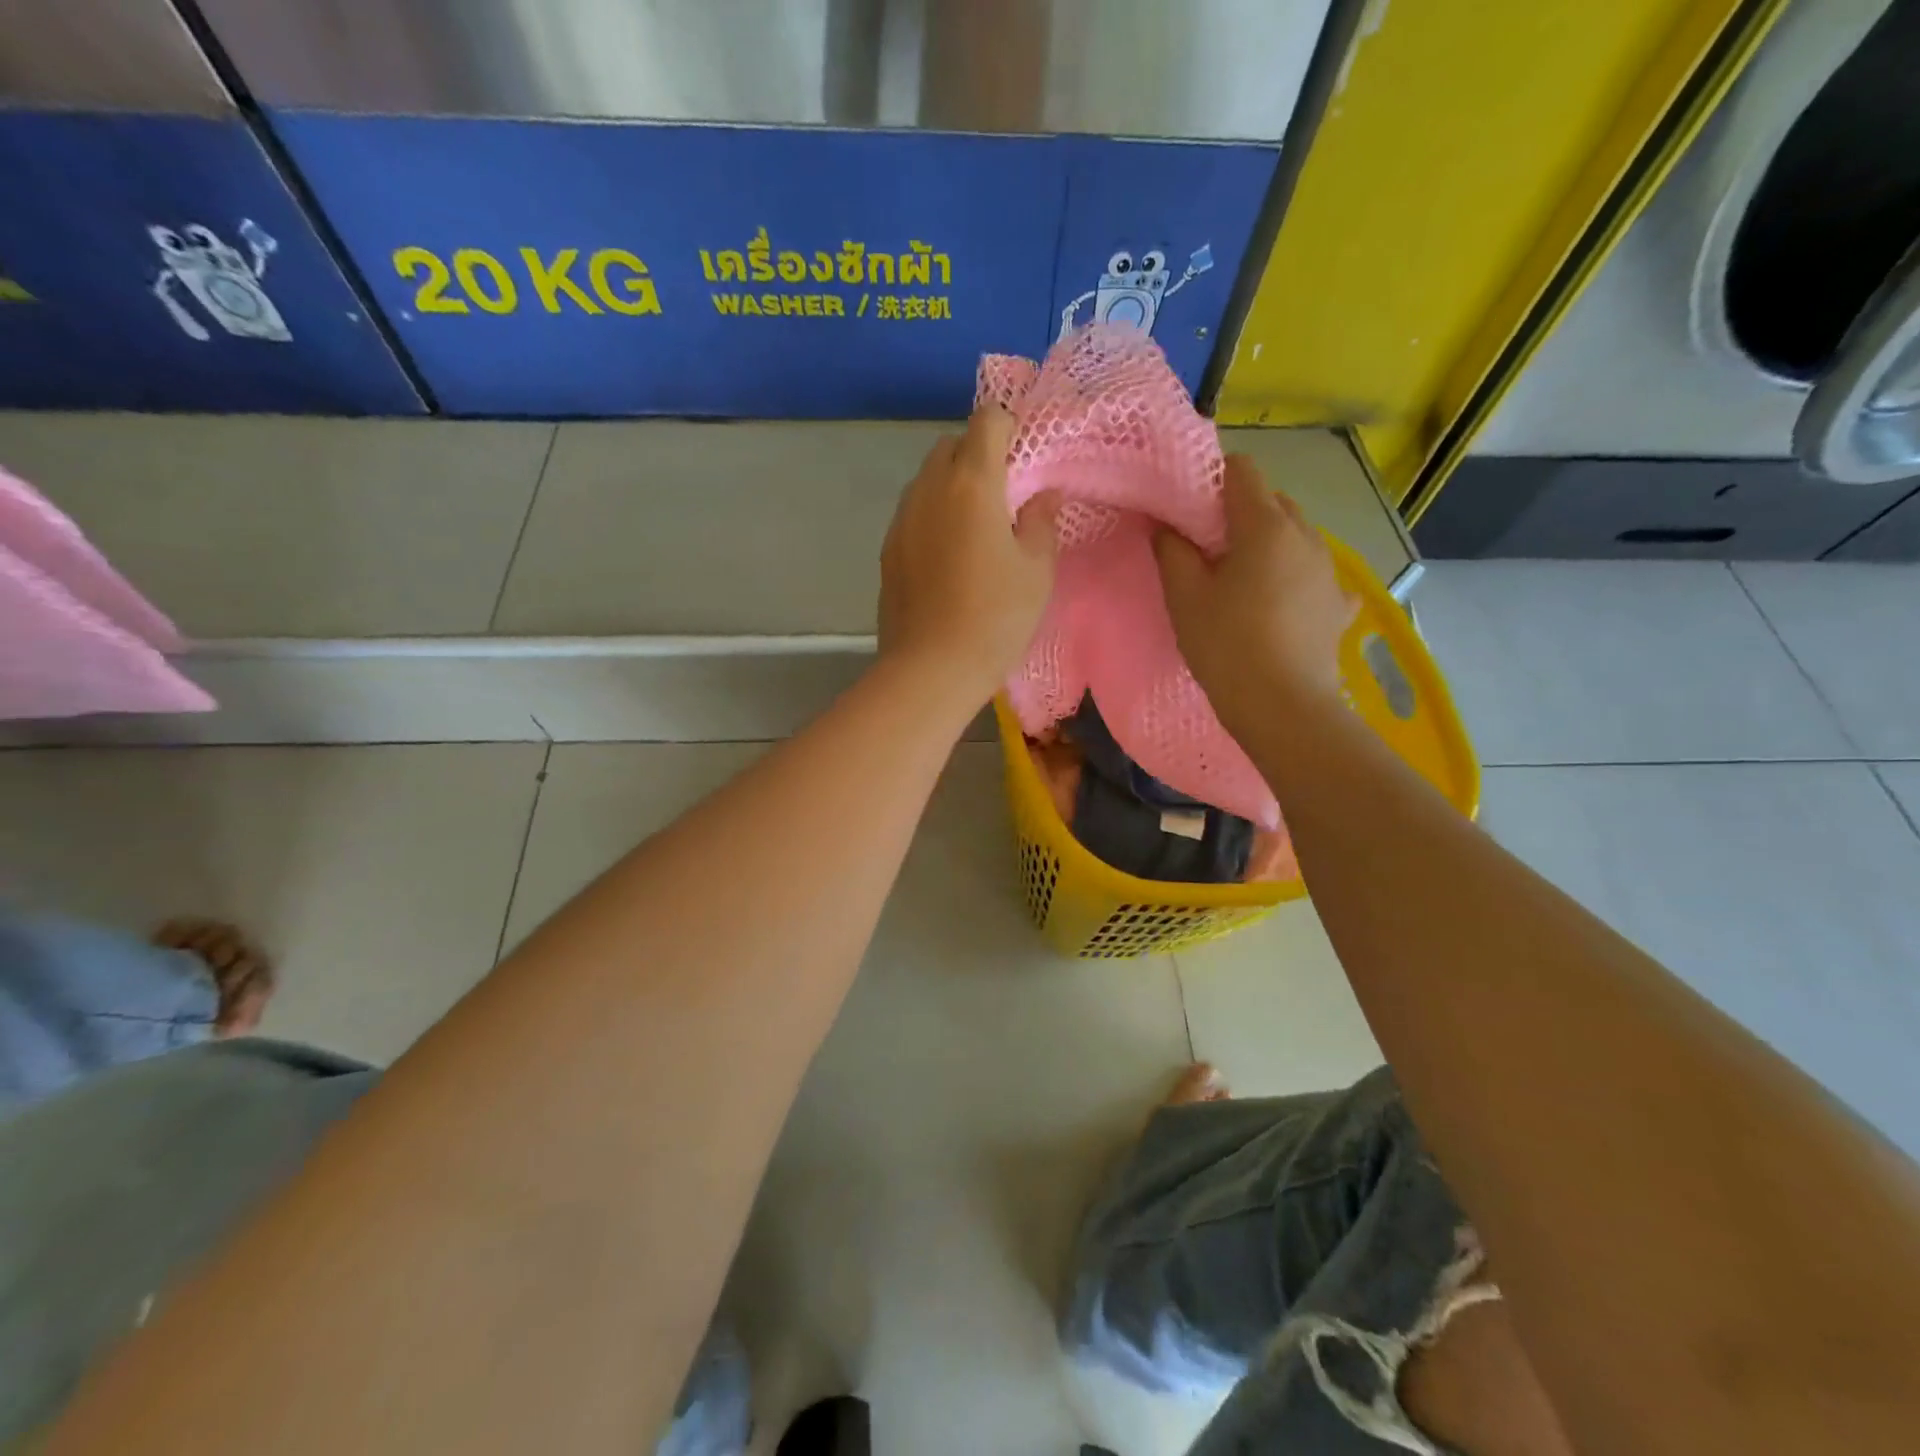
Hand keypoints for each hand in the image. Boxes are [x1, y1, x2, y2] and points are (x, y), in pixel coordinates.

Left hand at [878, 406, 1059, 708]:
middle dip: (978, 455)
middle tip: (1004, 496)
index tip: (1026, 459)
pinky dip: (933, 515)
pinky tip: (949, 556)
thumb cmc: (995, 618)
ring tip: (976, 527)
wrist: (930, 669)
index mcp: (971, 484)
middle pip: (951, 445)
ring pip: (927, 478)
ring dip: (952, 485)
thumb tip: (1043, 495)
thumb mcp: (1036, 571)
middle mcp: (928, 489)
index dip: (1009, 428)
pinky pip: (913, 512)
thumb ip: (1041, 522)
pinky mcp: (887, 549)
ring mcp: (901, 519)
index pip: (987, 420)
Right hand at [1153, 454, 1355, 734]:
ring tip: (1243, 579)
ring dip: (1269, 543)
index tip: (1190, 509)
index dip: (1212, 479)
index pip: (1242, 471)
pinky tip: (1281, 603)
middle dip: (1240, 512)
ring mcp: (1329, 570)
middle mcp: (1306, 536)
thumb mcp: (1184, 597)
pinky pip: (1314, 574)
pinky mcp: (1339, 604)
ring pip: (1296, 535)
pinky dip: (1295, 577)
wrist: (1282, 708)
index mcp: (1266, 526)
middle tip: (1209, 548)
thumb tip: (1167, 526)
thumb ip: (1172, 551)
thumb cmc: (1226, 646)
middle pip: (1273, 500)